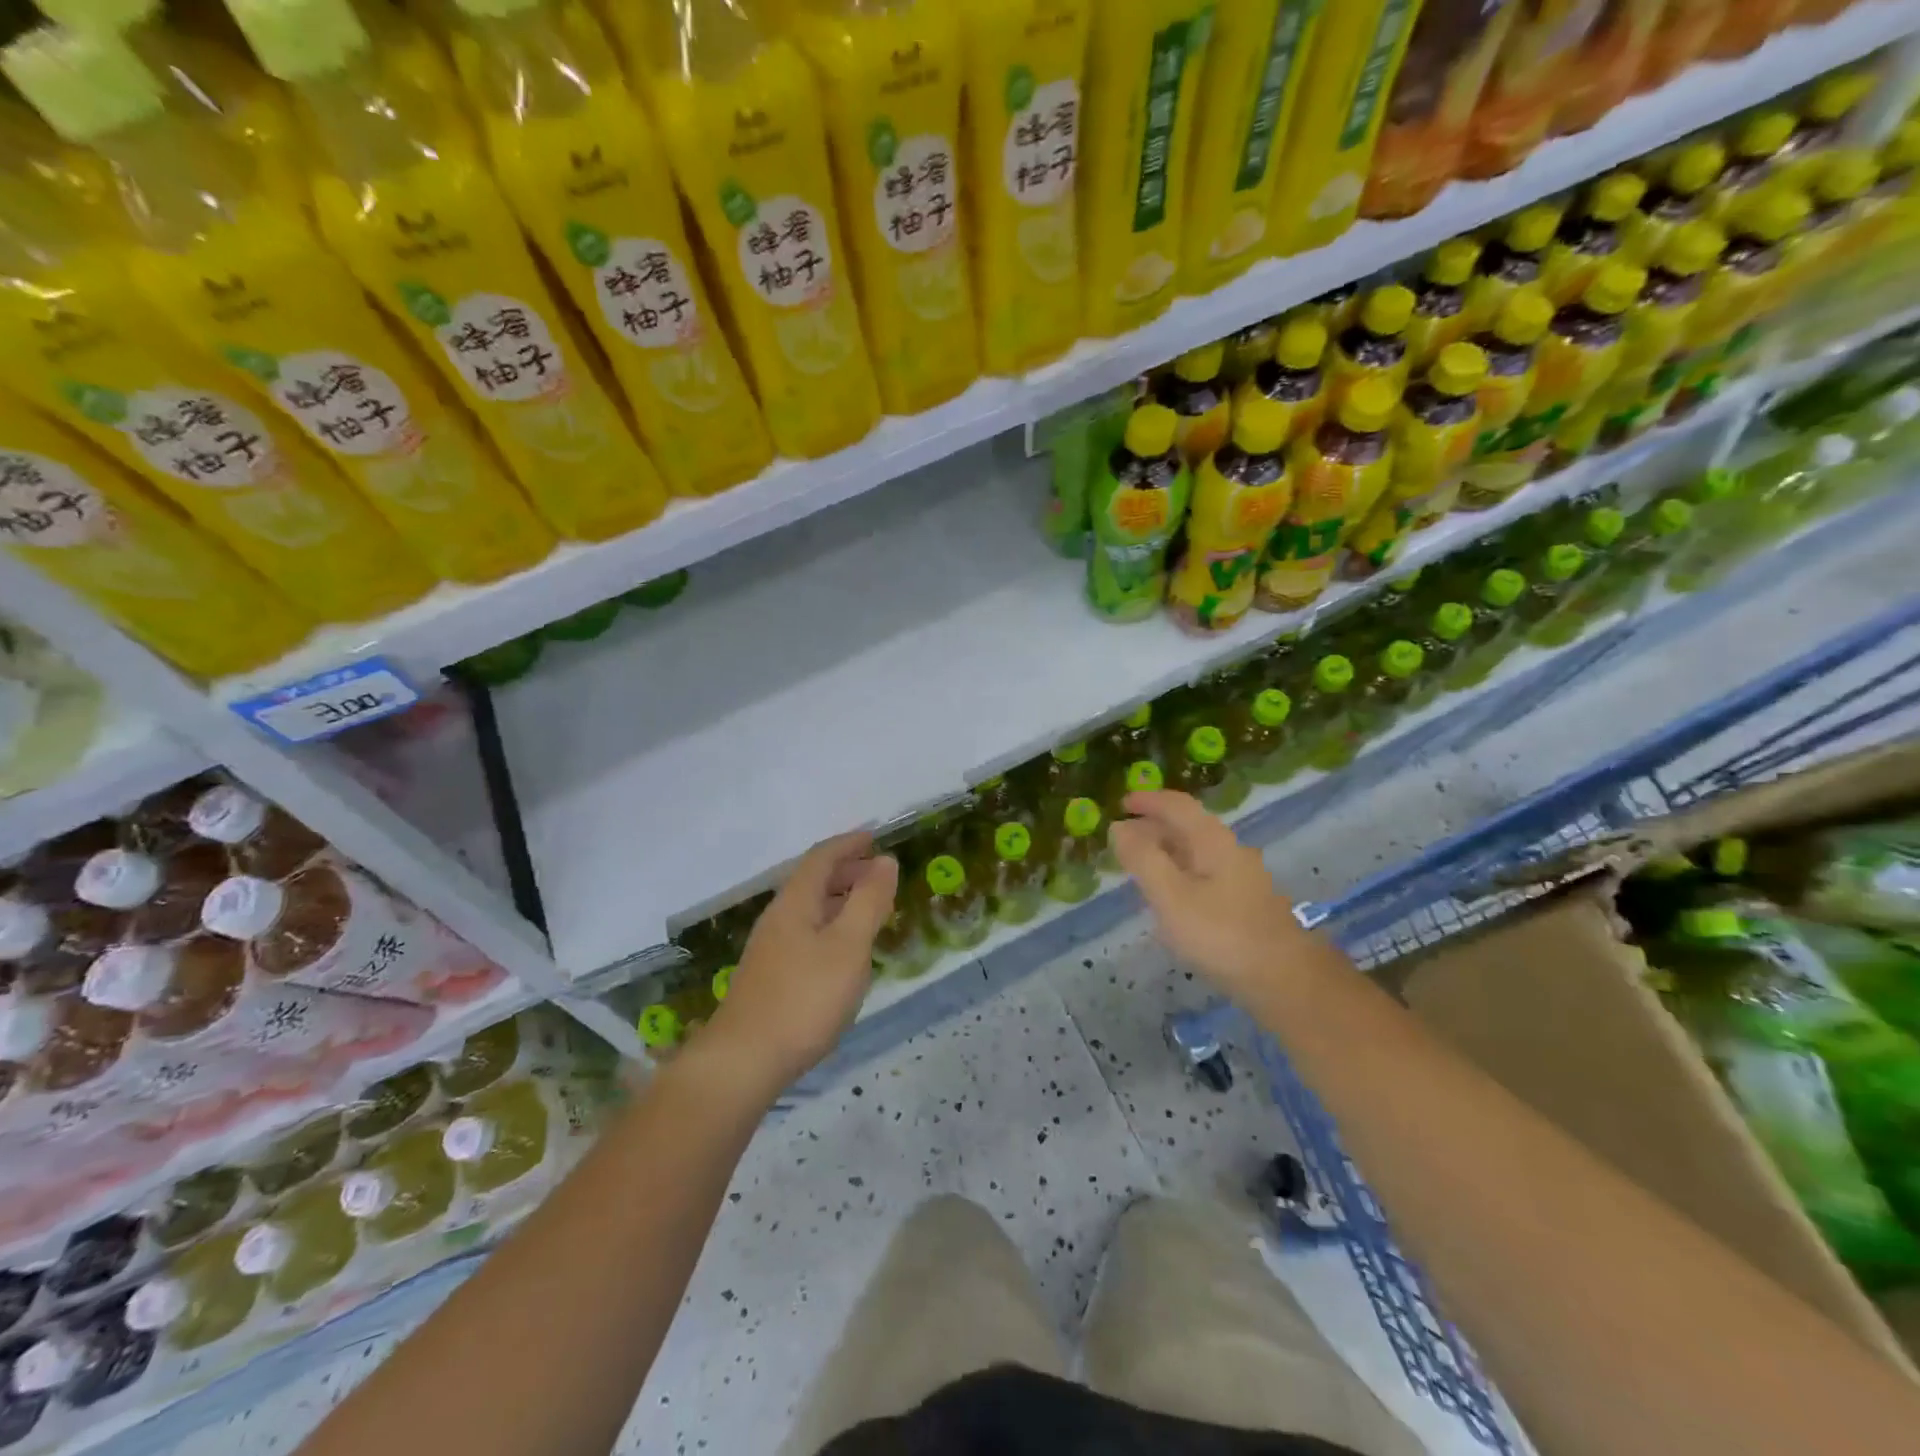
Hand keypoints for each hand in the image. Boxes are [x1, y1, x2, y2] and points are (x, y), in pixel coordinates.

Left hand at [701, 832, 897, 1093]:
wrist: (743, 1061)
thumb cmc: (804, 998)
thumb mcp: (849, 947)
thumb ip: (869, 901)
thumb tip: (885, 861)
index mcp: (796, 902)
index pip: (822, 857)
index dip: (849, 843)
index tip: (874, 837)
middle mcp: (778, 918)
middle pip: (813, 881)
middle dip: (846, 870)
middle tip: (879, 874)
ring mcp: (770, 949)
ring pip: (809, 909)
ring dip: (839, 899)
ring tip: (869, 909)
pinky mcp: (770, 976)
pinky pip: (806, 933)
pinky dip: (831, 926)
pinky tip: (844, 952)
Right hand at [1110, 790, 1311, 997]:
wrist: (1285, 980)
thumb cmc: (1221, 934)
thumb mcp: (1171, 896)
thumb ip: (1143, 859)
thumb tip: (1119, 827)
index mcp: (1212, 841)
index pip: (1177, 806)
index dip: (1148, 800)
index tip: (1121, 803)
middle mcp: (1229, 850)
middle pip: (1188, 826)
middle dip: (1153, 826)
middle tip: (1122, 838)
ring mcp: (1241, 878)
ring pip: (1196, 852)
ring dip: (1166, 851)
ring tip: (1139, 865)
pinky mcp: (1244, 904)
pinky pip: (1203, 874)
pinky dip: (1179, 872)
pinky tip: (1169, 896)